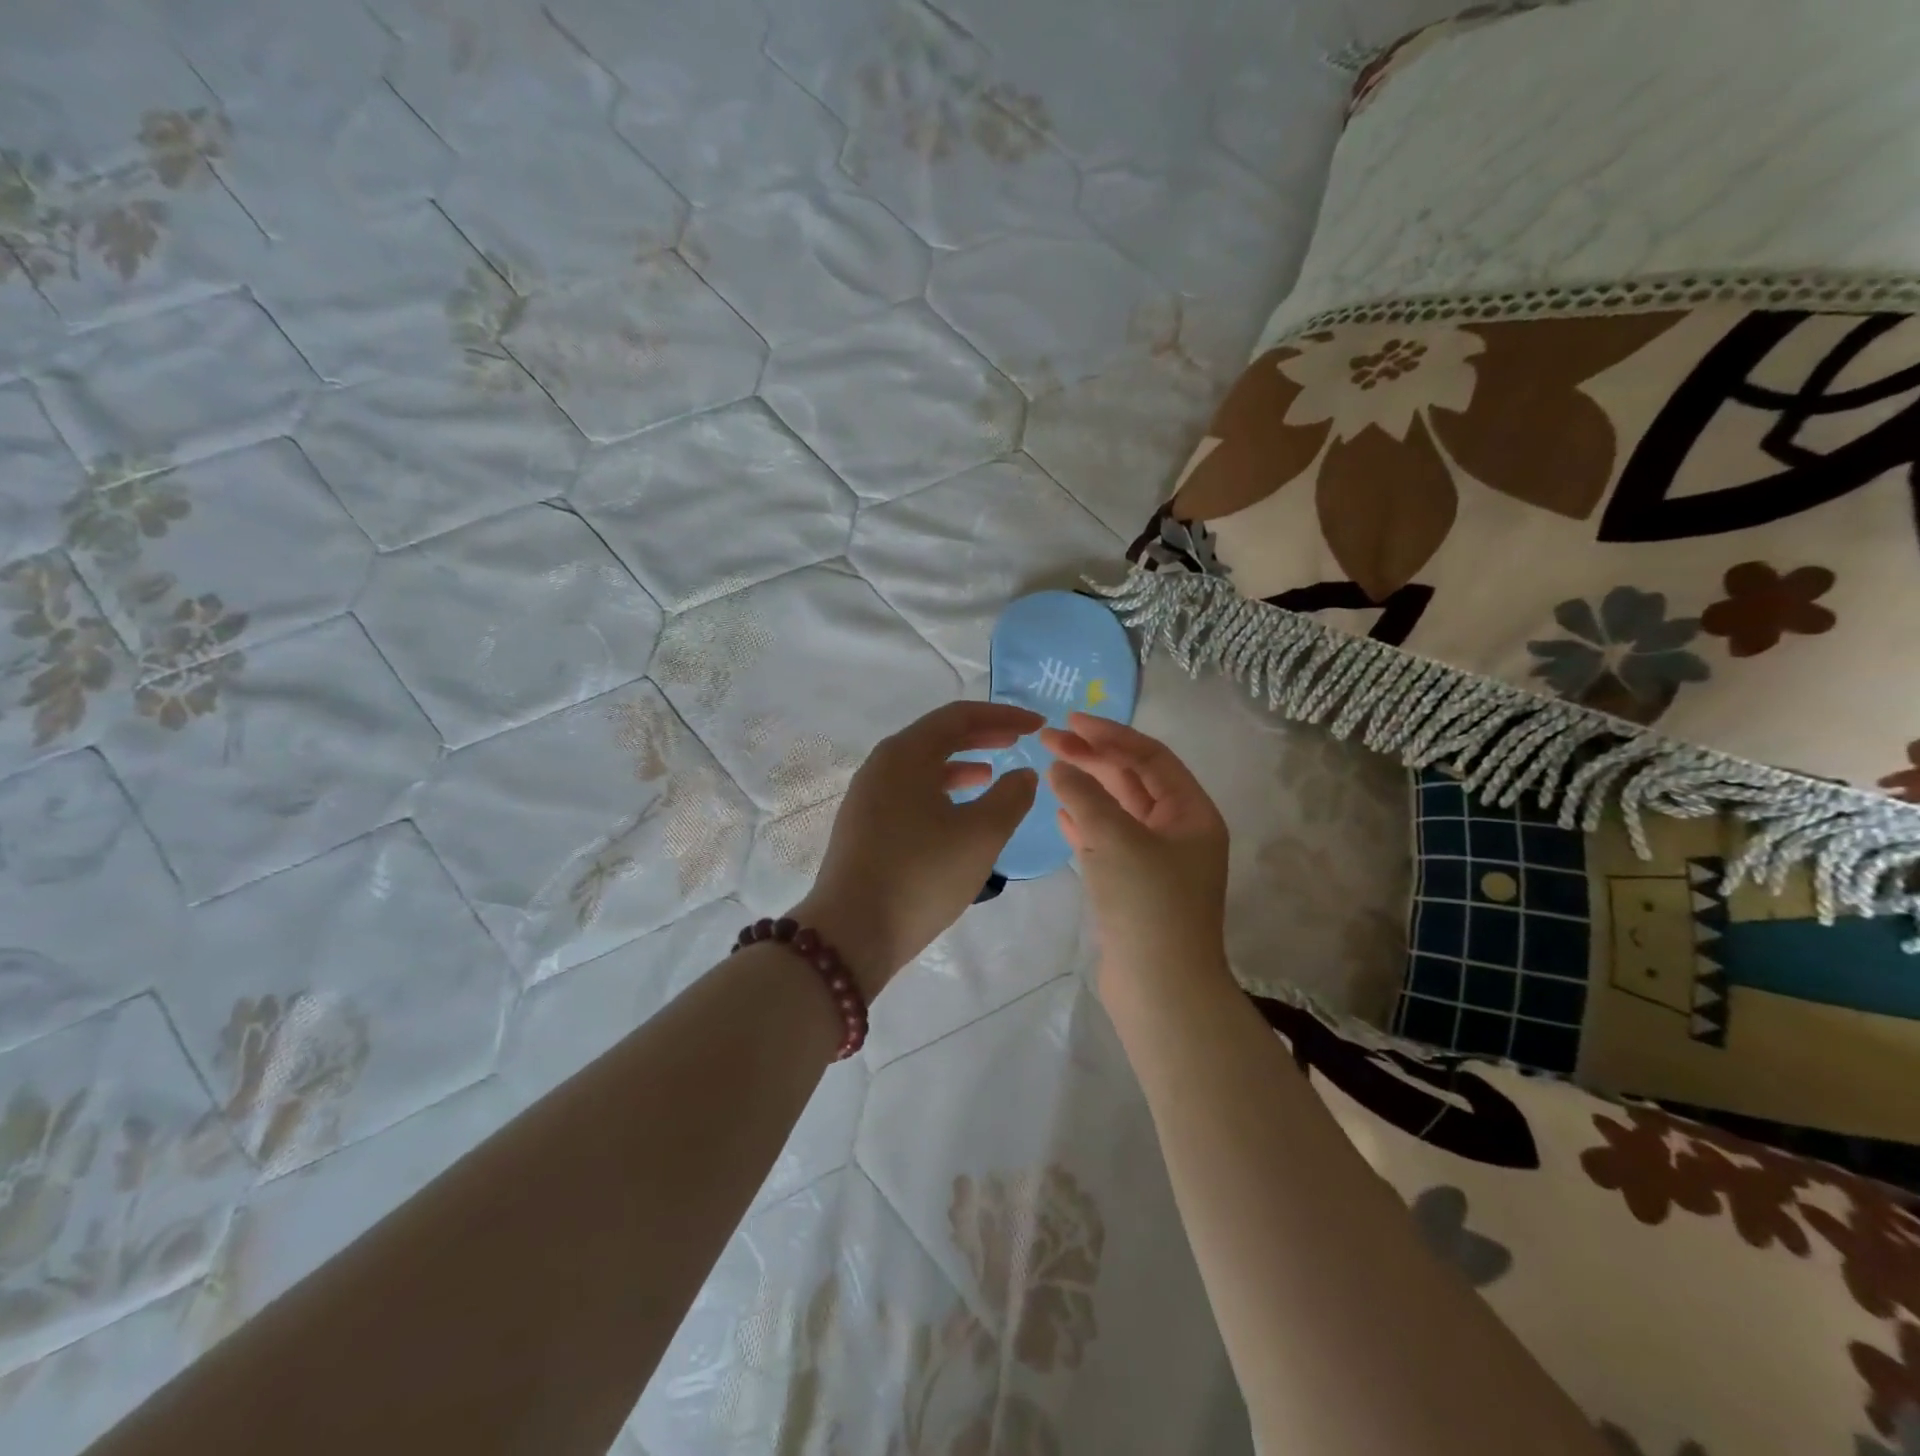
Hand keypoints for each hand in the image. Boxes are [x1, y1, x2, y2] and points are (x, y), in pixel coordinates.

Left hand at [794, 701, 1041, 996]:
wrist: (851, 933)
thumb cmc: (921, 875)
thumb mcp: (980, 836)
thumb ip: (1011, 797)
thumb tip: (1023, 773)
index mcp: (906, 754)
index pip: (960, 716)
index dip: (1003, 716)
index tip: (1037, 725)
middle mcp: (882, 764)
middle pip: (937, 736)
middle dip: (982, 735)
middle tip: (1019, 739)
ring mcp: (868, 795)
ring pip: (922, 765)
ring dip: (960, 763)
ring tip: (992, 773)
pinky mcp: (864, 824)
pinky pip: (909, 790)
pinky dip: (940, 789)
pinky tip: (958, 811)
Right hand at [1041, 714, 1231, 995]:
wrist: (1160, 989)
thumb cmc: (1147, 904)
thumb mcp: (1116, 839)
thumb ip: (1085, 796)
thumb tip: (1060, 768)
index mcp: (1191, 814)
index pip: (1150, 757)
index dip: (1110, 734)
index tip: (1070, 721)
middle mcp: (1179, 832)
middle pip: (1133, 780)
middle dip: (1092, 758)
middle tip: (1048, 740)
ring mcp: (1157, 861)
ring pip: (1119, 811)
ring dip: (1087, 788)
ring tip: (1050, 769)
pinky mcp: (1134, 887)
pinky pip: (1108, 842)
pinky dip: (1085, 824)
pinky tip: (1060, 814)